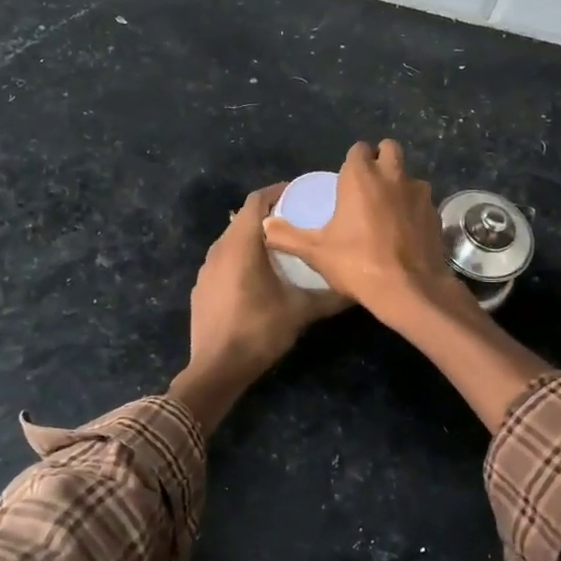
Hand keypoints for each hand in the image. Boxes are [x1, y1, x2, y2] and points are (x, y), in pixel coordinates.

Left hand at [170, 184, 346, 434]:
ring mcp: (206, 269)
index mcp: (241, 244)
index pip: (257, 201)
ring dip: (255, 236)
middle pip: (244, 218)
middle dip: (270, 214)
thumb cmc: (258, 331)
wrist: (215, 368)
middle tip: (298, 219)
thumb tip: (359, 287)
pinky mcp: (202, 287)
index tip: (301, 193)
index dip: (278, 192)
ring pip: (232, 239)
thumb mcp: (300, 312)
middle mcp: (219, 249)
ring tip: (282, 246)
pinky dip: (241, 256)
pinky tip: (258, 275)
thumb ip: (330, 296)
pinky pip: (223, 259)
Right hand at [260, 139, 461, 324]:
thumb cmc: (357, 264)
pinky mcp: (435, 213)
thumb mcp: (315, 252)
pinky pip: (422, 201)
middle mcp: (392, 175)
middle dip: (380, 159)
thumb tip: (265, 225)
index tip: (345, 179)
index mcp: (361, 176)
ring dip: (399, 184)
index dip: (353, 160)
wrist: (409, 289)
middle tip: (368, 185)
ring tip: (387, 209)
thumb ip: (287, 236)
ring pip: (409, 175)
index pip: (358, 149)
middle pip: (390, 149)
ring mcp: (419, 193)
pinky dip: (413, 208)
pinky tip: (405, 230)